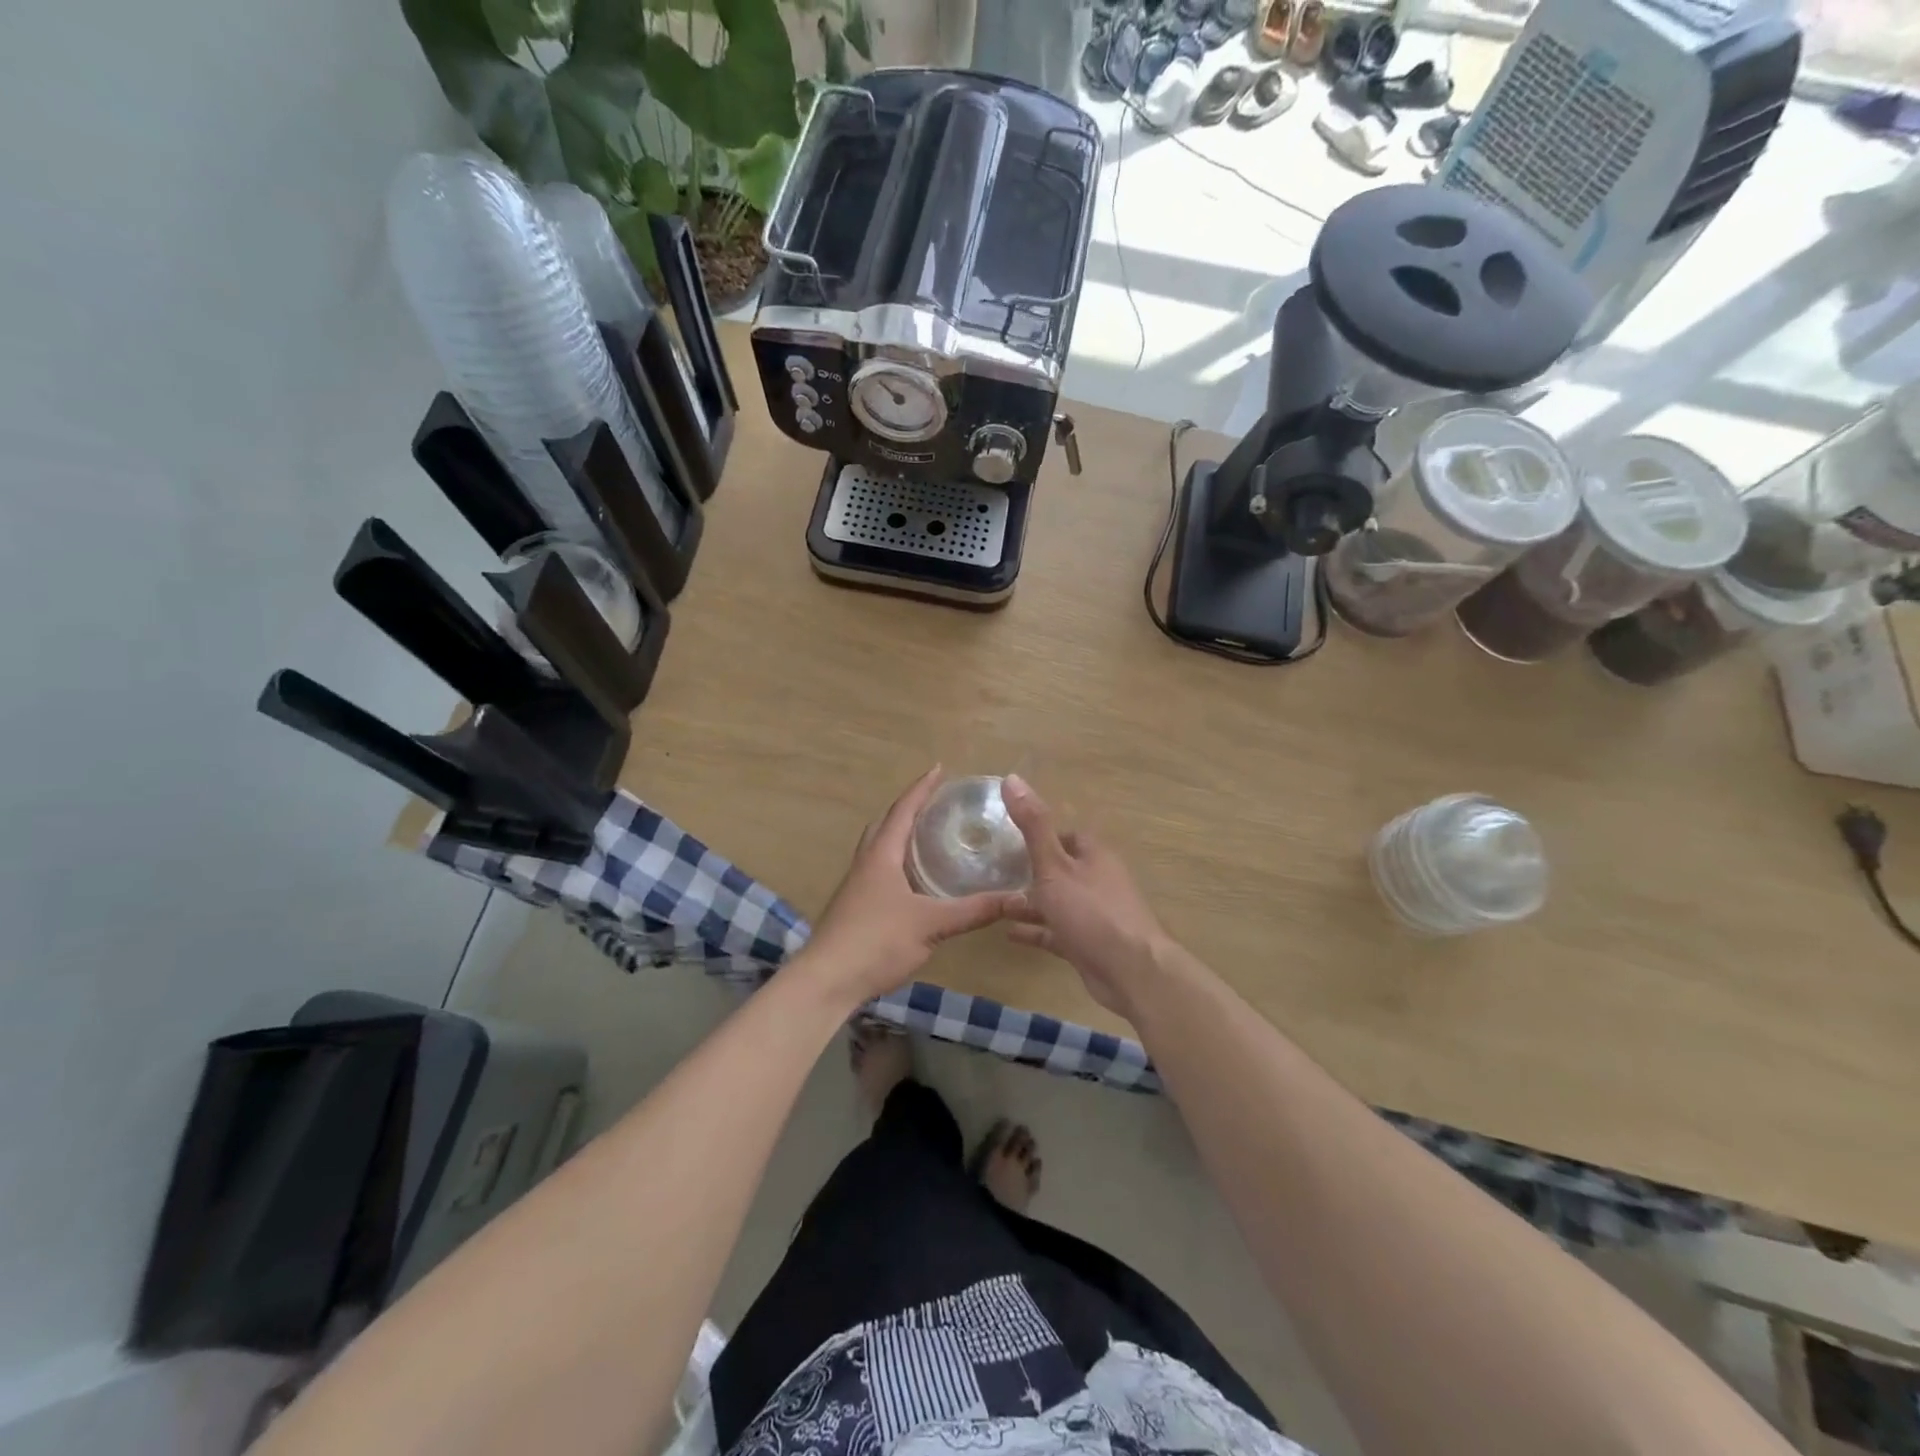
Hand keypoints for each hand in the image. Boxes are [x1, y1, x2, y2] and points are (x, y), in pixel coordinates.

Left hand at [800, 767, 1018, 1006]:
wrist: (826, 981)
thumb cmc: (876, 941)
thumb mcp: (931, 924)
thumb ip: (973, 910)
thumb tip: (1018, 898)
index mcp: (881, 855)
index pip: (903, 810)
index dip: (922, 788)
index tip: (939, 768)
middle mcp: (866, 863)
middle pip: (886, 824)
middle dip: (909, 809)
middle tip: (936, 803)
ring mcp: (857, 887)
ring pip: (880, 849)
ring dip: (901, 836)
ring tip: (928, 837)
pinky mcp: (855, 908)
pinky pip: (879, 872)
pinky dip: (898, 864)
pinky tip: (914, 883)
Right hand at [1000, 775, 1169, 1020]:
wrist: (1131, 972)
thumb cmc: (1091, 911)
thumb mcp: (1054, 865)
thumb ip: (1033, 825)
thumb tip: (1012, 778)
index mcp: (1094, 855)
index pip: (1065, 835)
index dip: (1039, 834)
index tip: (1007, 838)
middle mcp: (1097, 880)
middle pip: (1061, 868)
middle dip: (1031, 870)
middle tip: (993, 871)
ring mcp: (1095, 914)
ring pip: (1057, 901)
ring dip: (1030, 902)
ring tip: (994, 902)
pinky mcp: (1089, 944)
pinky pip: (1057, 931)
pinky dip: (1036, 930)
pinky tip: (1008, 933)